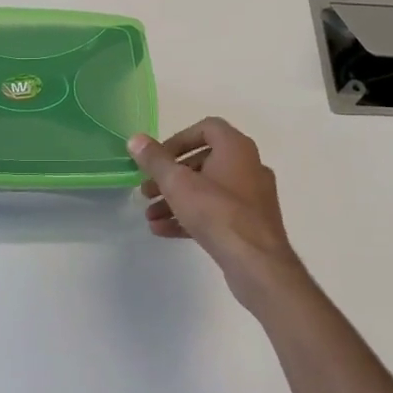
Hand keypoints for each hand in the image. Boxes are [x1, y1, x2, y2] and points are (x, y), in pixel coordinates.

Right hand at [128, 119, 308, 311]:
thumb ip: (155, 160)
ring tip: (150, 215)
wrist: (257, 263)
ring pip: (207, 190)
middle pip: (203, 161)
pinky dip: (191, 216)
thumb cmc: (217, 213)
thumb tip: (136, 139)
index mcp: (236, 148)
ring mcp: (252, 197)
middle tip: (147, 190)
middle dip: (170, 176)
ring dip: (176, 199)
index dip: (178, 140)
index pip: (206, 128)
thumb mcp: (177, 183)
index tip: (157, 159)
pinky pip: (216, 212)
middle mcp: (249, 166)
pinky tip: (164, 231)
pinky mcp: (251, 223)